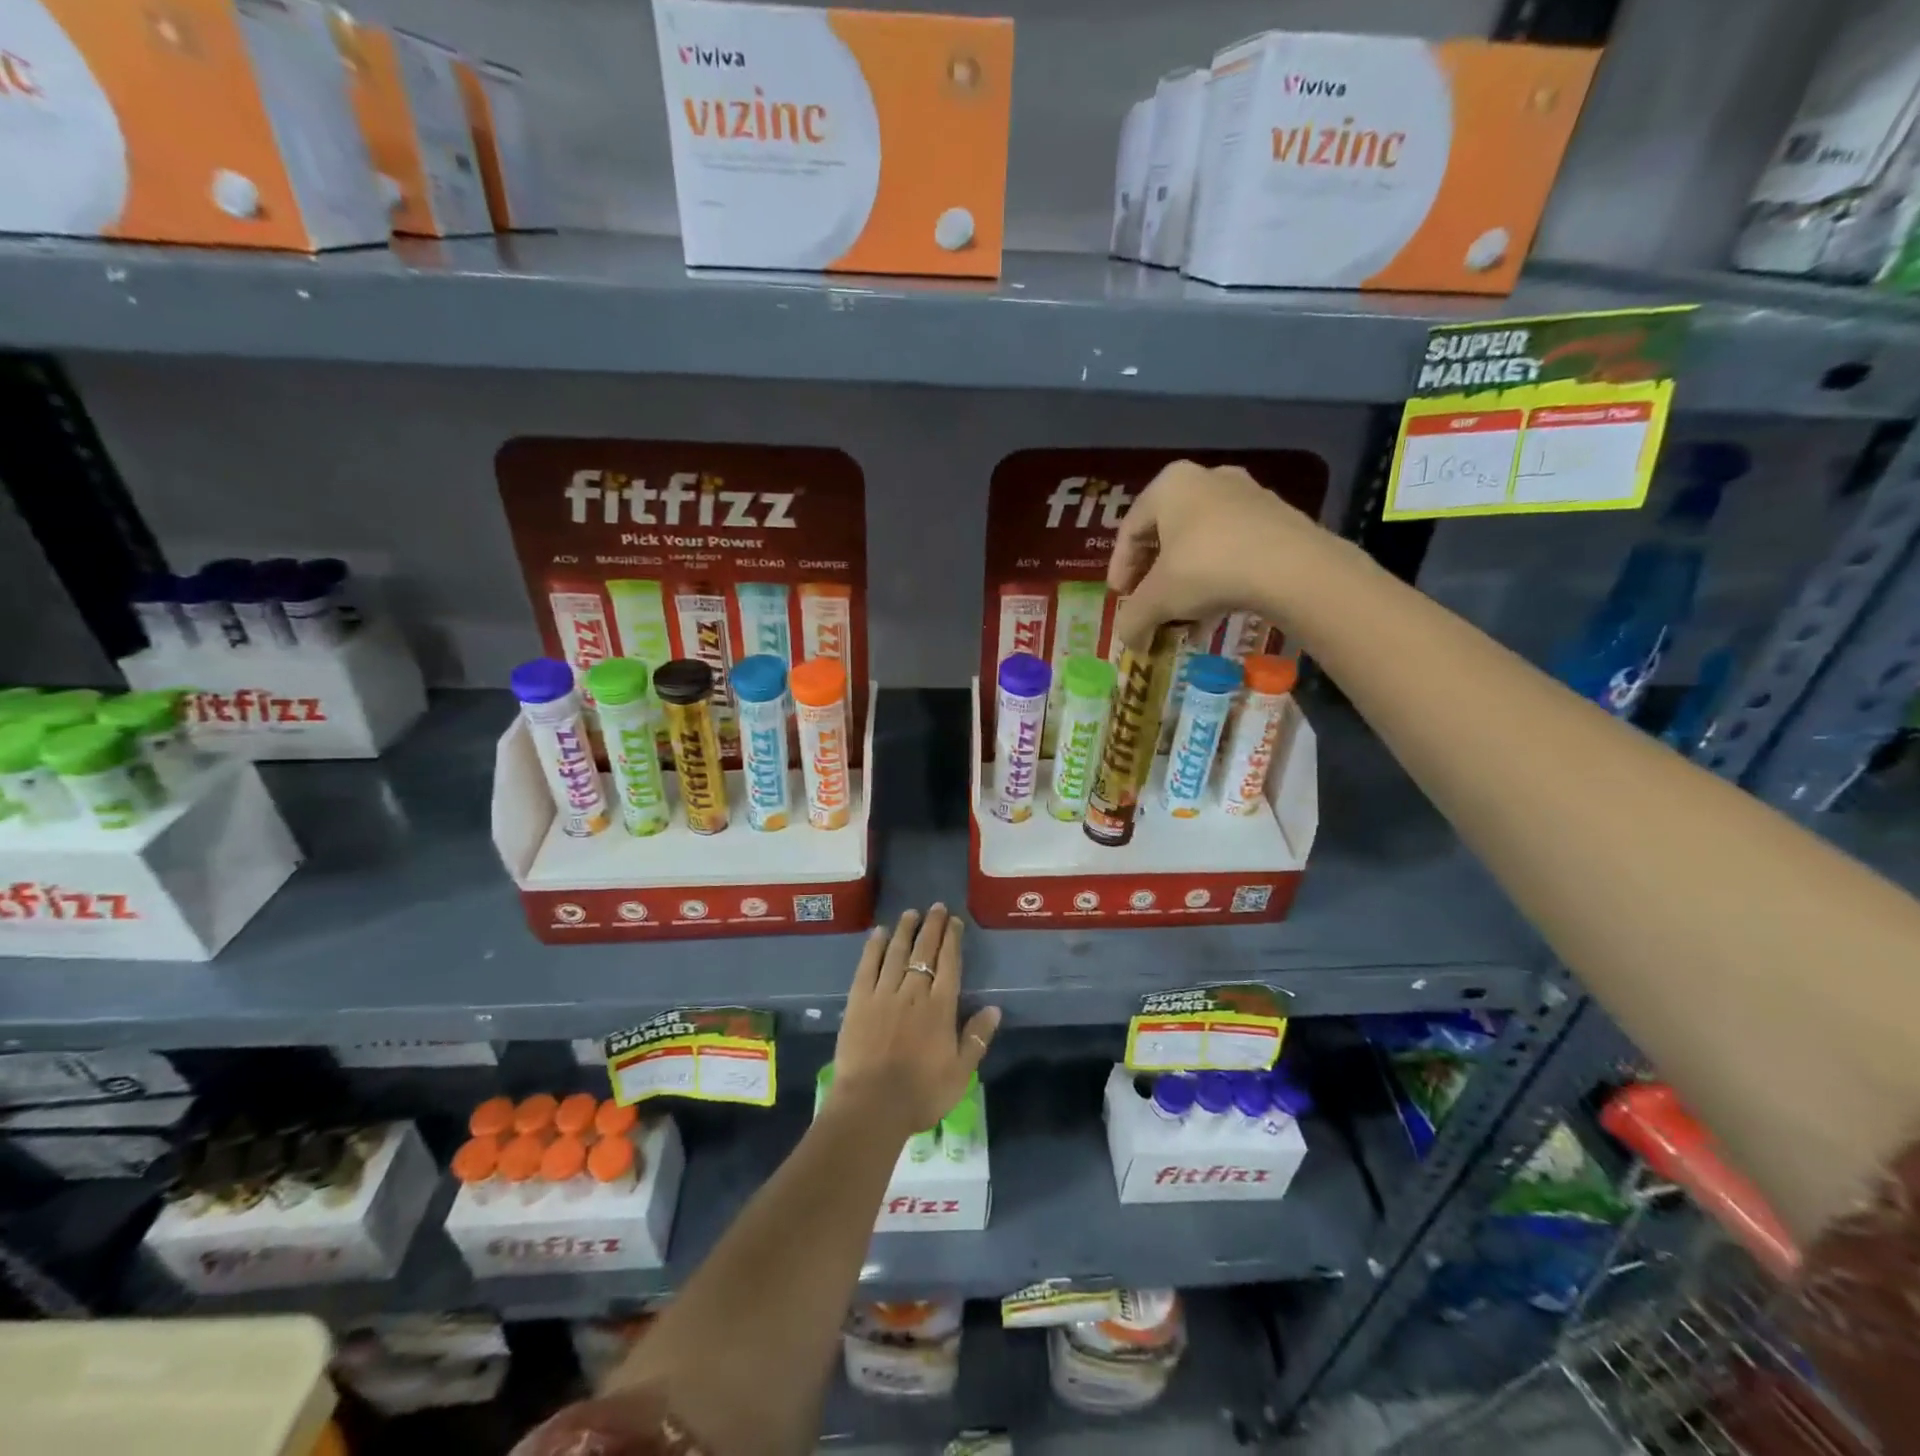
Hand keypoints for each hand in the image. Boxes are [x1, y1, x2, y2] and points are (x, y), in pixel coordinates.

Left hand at [832, 905, 1000, 1137]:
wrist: (872, 1106)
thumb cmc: (921, 1093)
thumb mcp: (960, 1072)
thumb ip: (977, 1038)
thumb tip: (994, 1008)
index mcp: (940, 1007)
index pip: (949, 964)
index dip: (952, 940)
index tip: (954, 921)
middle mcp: (913, 992)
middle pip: (924, 951)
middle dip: (932, 927)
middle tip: (936, 907)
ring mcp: (883, 994)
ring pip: (896, 953)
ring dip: (905, 930)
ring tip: (910, 913)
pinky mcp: (858, 1001)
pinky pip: (867, 967)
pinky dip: (874, 948)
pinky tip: (878, 933)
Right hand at [1107, 460, 1321, 648]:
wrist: (1291, 567)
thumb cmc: (1206, 568)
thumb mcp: (1157, 599)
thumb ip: (1133, 618)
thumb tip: (1127, 640)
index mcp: (1170, 485)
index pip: (1130, 530)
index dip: (1119, 568)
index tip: (1120, 598)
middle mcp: (1207, 479)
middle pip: (1167, 536)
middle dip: (1155, 578)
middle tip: (1149, 606)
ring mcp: (1247, 496)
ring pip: (1202, 545)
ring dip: (1186, 584)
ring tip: (1182, 618)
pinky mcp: (1277, 519)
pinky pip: (1233, 550)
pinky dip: (1217, 580)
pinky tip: (1215, 614)